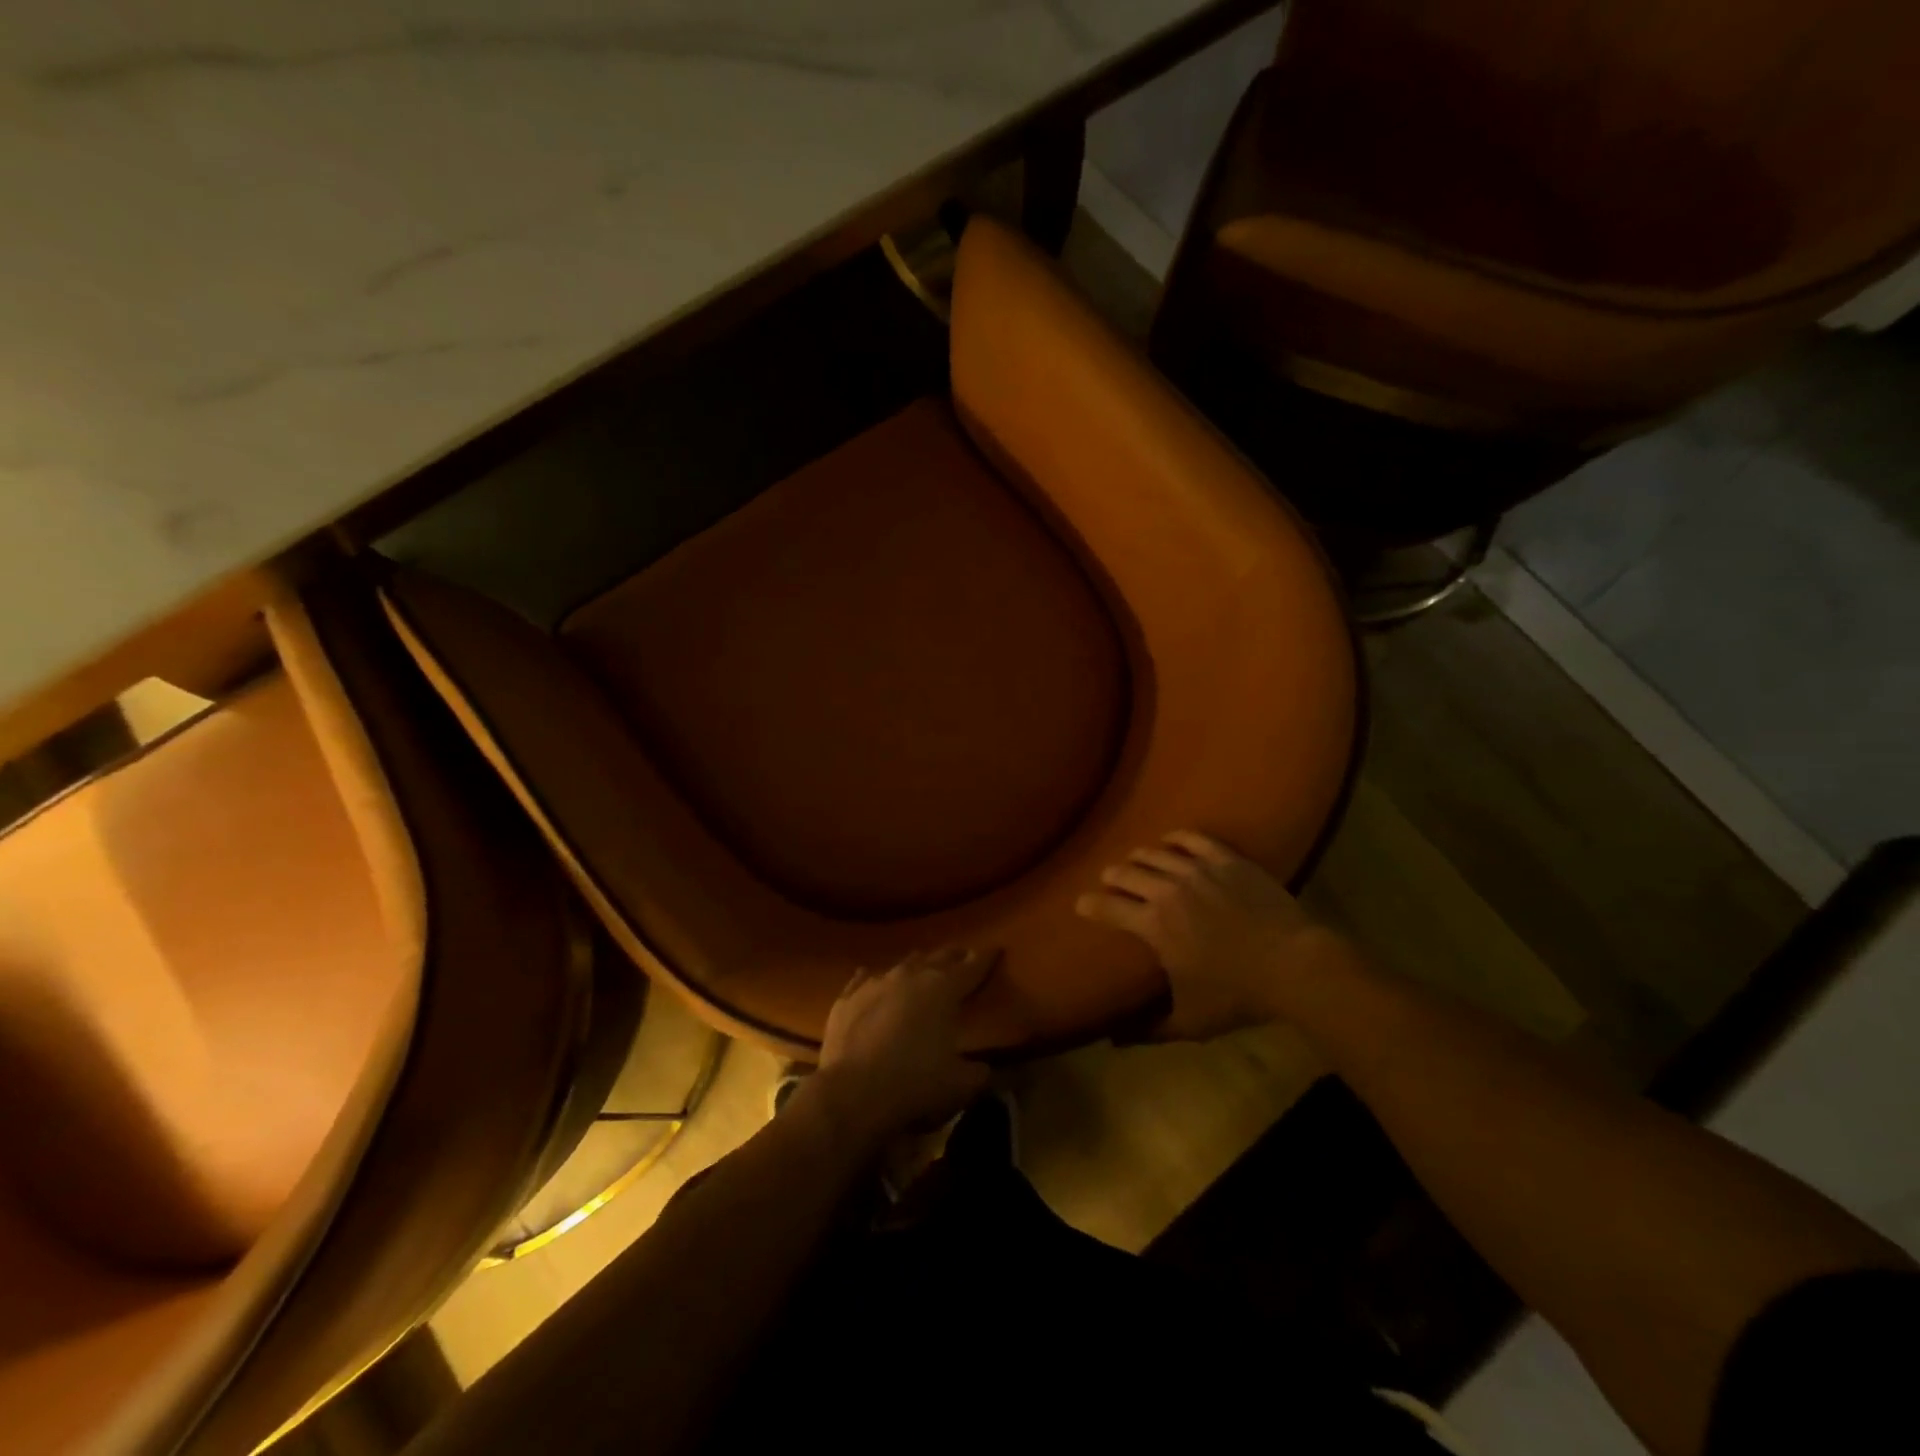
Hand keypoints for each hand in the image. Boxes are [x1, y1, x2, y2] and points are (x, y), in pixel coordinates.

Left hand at [810, 946, 995, 1145]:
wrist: (852, 1093)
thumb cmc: (915, 1084)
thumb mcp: (961, 1085)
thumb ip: (980, 1072)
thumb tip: (987, 1068)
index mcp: (943, 989)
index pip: (972, 967)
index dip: (986, 958)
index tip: (995, 948)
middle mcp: (911, 976)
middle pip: (938, 958)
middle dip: (953, 957)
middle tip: (962, 956)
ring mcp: (875, 983)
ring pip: (902, 964)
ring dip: (916, 965)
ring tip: (922, 967)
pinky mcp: (846, 998)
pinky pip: (864, 980)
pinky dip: (874, 980)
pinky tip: (871, 978)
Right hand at [1076, 830, 1354, 1039]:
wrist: (1294, 966)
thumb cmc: (1238, 995)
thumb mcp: (1190, 1021)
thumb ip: (1150, 1031)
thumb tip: (1116, 1041)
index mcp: (1154, 925)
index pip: (1107, 907)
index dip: (1089, 905)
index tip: (1080, 905)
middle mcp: (1167, 890)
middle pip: (1126, 873)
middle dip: (1112, 877)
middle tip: (1110, 882)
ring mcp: (1198, 870)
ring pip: (1154, 853)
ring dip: (1138, 858)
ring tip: (1136, 862)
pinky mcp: (1226, 860)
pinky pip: (1192, 839)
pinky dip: (1176, 838)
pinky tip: (1170, 841)